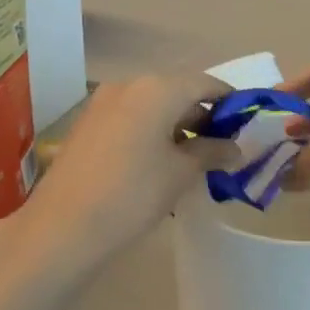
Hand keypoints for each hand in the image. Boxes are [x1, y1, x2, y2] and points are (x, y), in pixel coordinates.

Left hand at [0, 72, 239, 281]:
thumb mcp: (180, 173)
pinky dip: (150, 132)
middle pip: (176, 91)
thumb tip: (236, 148)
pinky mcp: (87, 124)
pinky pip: (130, 118)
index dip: (228, 101)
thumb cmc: (133, 194)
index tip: (245, 125)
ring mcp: (103, 103)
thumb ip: (211, 152)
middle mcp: (128, 84)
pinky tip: (158, 163)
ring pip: (152, 105)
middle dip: (201, 116)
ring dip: (175, 125)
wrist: (64, 225)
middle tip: (222, 148)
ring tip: (192, 160)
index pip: (204, 83)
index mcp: (157, 88)